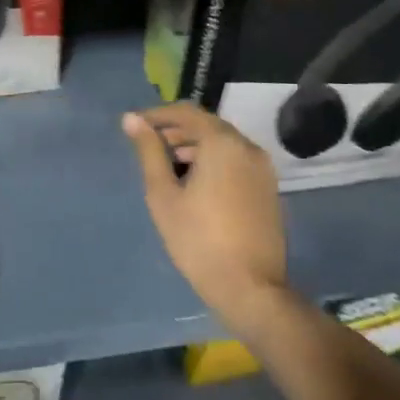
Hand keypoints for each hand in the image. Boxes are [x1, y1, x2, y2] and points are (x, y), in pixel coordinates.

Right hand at [122, 104, 287, 329]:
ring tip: (166, 166)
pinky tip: (193, 182)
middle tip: (147, 146)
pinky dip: (212, 160)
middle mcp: (247, 148)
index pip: (186, 113)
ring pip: (222, 143)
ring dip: (193, 146)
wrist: (249, 287)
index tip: (133, 126)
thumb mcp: (162, 194)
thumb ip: (149, 152)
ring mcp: (262, 168)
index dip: (157, 115)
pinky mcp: (267, 188)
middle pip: (206, 125)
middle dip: (175, 131)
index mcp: (222, 144)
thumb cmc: (198, 239)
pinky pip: (235, 159)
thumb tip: (131, 119)